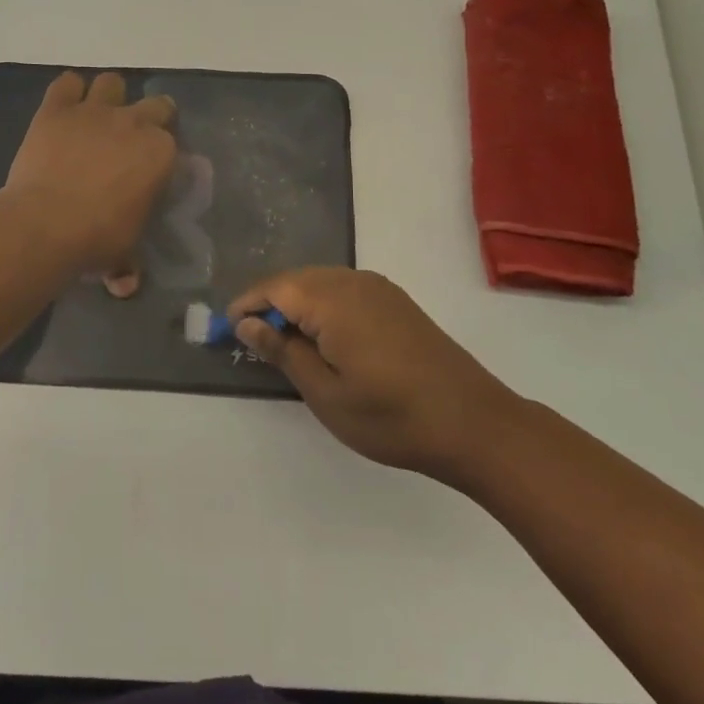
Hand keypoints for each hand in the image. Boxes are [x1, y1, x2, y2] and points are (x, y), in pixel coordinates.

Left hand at [1, 71, 177, 284]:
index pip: (172, 143)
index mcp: (160, 153)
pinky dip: (67, 92)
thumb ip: (129, 261)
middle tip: (130, 142)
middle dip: (149, 118)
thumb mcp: (124, 251)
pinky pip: (66, 83)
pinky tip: (64, 109)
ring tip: (97, 118)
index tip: (150, 170)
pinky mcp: (56, 109)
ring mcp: (94, 111)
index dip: (161, 155)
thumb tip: (125, 282)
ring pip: (111, 82)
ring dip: (108, 96)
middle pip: (156, 104)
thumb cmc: (96, 238)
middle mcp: (133, 122)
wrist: (45, 223)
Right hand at [231, 268, 517, 481]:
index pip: (274, 288)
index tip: (228, 330)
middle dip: (270, 304)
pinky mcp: (395, 301)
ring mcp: (378, 288)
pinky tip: (325, 339)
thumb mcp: (326, 393)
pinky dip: (323, 306)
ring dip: (297, 305)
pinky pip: (344, 290)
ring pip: (320, 282)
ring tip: (286, 344)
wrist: (475, 424)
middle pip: (296, 279)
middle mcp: (353, 281)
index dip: (247, 305)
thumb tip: (248, 323)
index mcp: (331, 300)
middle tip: (254, 342)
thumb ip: (283, 351)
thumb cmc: (392, 416)